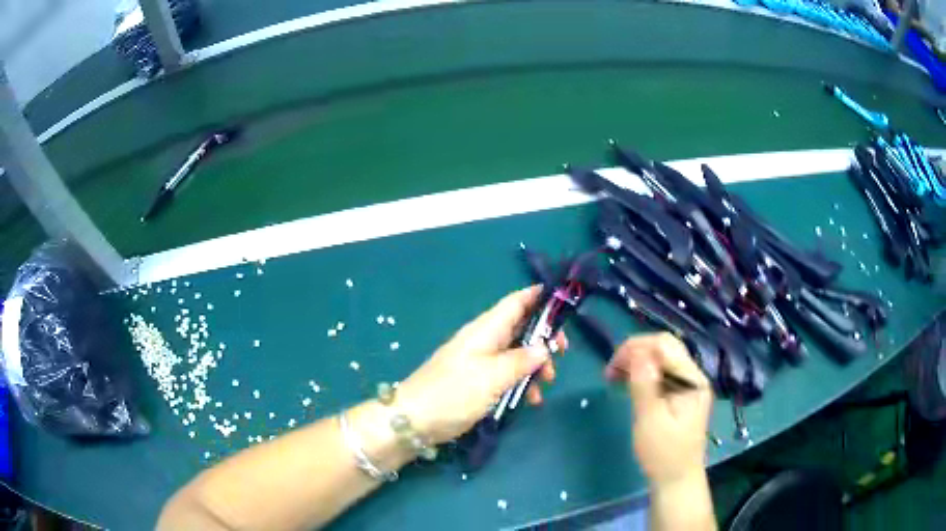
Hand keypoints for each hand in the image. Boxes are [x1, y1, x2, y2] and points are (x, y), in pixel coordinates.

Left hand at [396, 286, 566, 444]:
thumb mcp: (492, 377)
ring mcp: (479, 361)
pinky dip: (521, 382)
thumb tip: (544, 348)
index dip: (539, 297)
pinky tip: (530, 401)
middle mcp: (484, 340)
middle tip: (562, 355)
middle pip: (521, 328)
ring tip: (546, 385)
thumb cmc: (453, 393)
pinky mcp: (477, 381)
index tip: (565, 303)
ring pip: (517, 353)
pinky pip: (506, 374)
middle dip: (544, 339)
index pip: (516, 302)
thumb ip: (521, 360)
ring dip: (535, 365)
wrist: (413, 421)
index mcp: (485, 329)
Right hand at [606, 333, 712, 485]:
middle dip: (636, 352)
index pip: (664, 346)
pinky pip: (661, 373)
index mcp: (692, 380)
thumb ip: (645, 385)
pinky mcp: (680, 395)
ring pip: (662, 359)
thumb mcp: (650, 420)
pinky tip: (627, 384)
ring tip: (614, 376)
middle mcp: (693, 376)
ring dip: (637, 362)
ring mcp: (688, 385)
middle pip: (664, 348)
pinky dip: (643, 374)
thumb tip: (636, 352)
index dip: (636, 347)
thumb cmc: (663, 454)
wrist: (676, 480)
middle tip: (611, 371)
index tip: (612, 366)